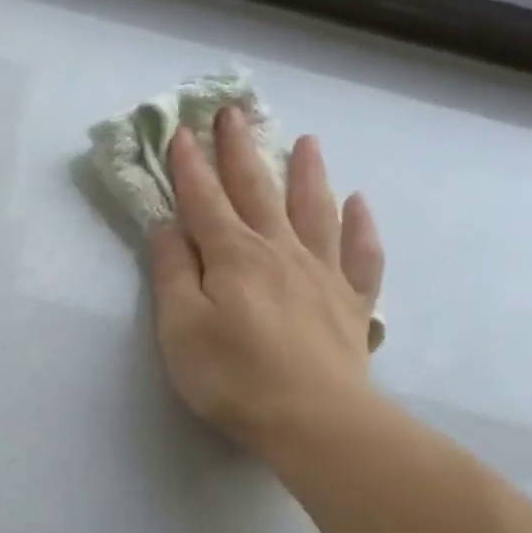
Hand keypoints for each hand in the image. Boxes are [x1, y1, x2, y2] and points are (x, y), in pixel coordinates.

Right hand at [150, 106, 384, 460]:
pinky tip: (358, 205)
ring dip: (307, 173)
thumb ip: (173, 274)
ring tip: (306, 141)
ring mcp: (322, 273)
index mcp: (233, 257)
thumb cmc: (233, 376)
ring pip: (314, 209)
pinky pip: (361, 252)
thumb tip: (170, 229)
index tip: (179, 133)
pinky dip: (359, 224)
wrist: (313, 419)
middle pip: (258, 191)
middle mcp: (279, 251)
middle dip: (240, 151)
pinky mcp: (351, 301)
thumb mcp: (180, 328)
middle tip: (233, 113)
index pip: (204, 201)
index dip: (189, 167)